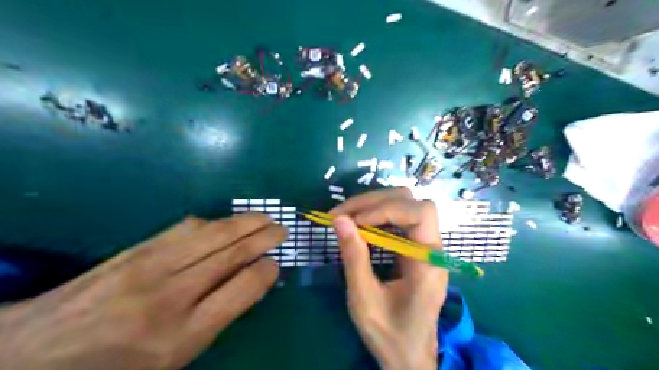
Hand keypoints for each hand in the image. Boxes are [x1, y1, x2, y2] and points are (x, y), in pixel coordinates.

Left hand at [0, 214, 284, 369]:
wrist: (29, 355)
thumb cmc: (115, 367)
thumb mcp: (174, 358)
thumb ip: (215, 318)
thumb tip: (249, 281)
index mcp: (183, 336)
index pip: (243, 289)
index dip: (266, 271)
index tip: (275, 264)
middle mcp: (171, 296)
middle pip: (232, 254)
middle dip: (264, 237)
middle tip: (282, 229)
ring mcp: (150, 267)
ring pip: (213, 234)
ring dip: (245, 223)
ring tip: (263, 219)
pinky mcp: (136, 250)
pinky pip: (186, 228)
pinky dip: (213, 222)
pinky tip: (224, 223)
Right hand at [332, 190, 450, 368]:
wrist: (408, 354)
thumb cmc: (389, 333)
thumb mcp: (365, 299)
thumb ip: (354, 258)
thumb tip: (339, 220)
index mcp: (429, 263)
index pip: (420, 213)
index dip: (386, 209)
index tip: (353, 221)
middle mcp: (433, 248)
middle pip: (412, 202)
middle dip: (374, 201)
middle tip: (341, 214)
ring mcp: (425, 246)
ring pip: (405, 205)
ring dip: (373, 204)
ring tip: (345, 216)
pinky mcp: (415, 247)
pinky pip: (398, 219)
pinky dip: (376, 215)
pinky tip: (358, 224)